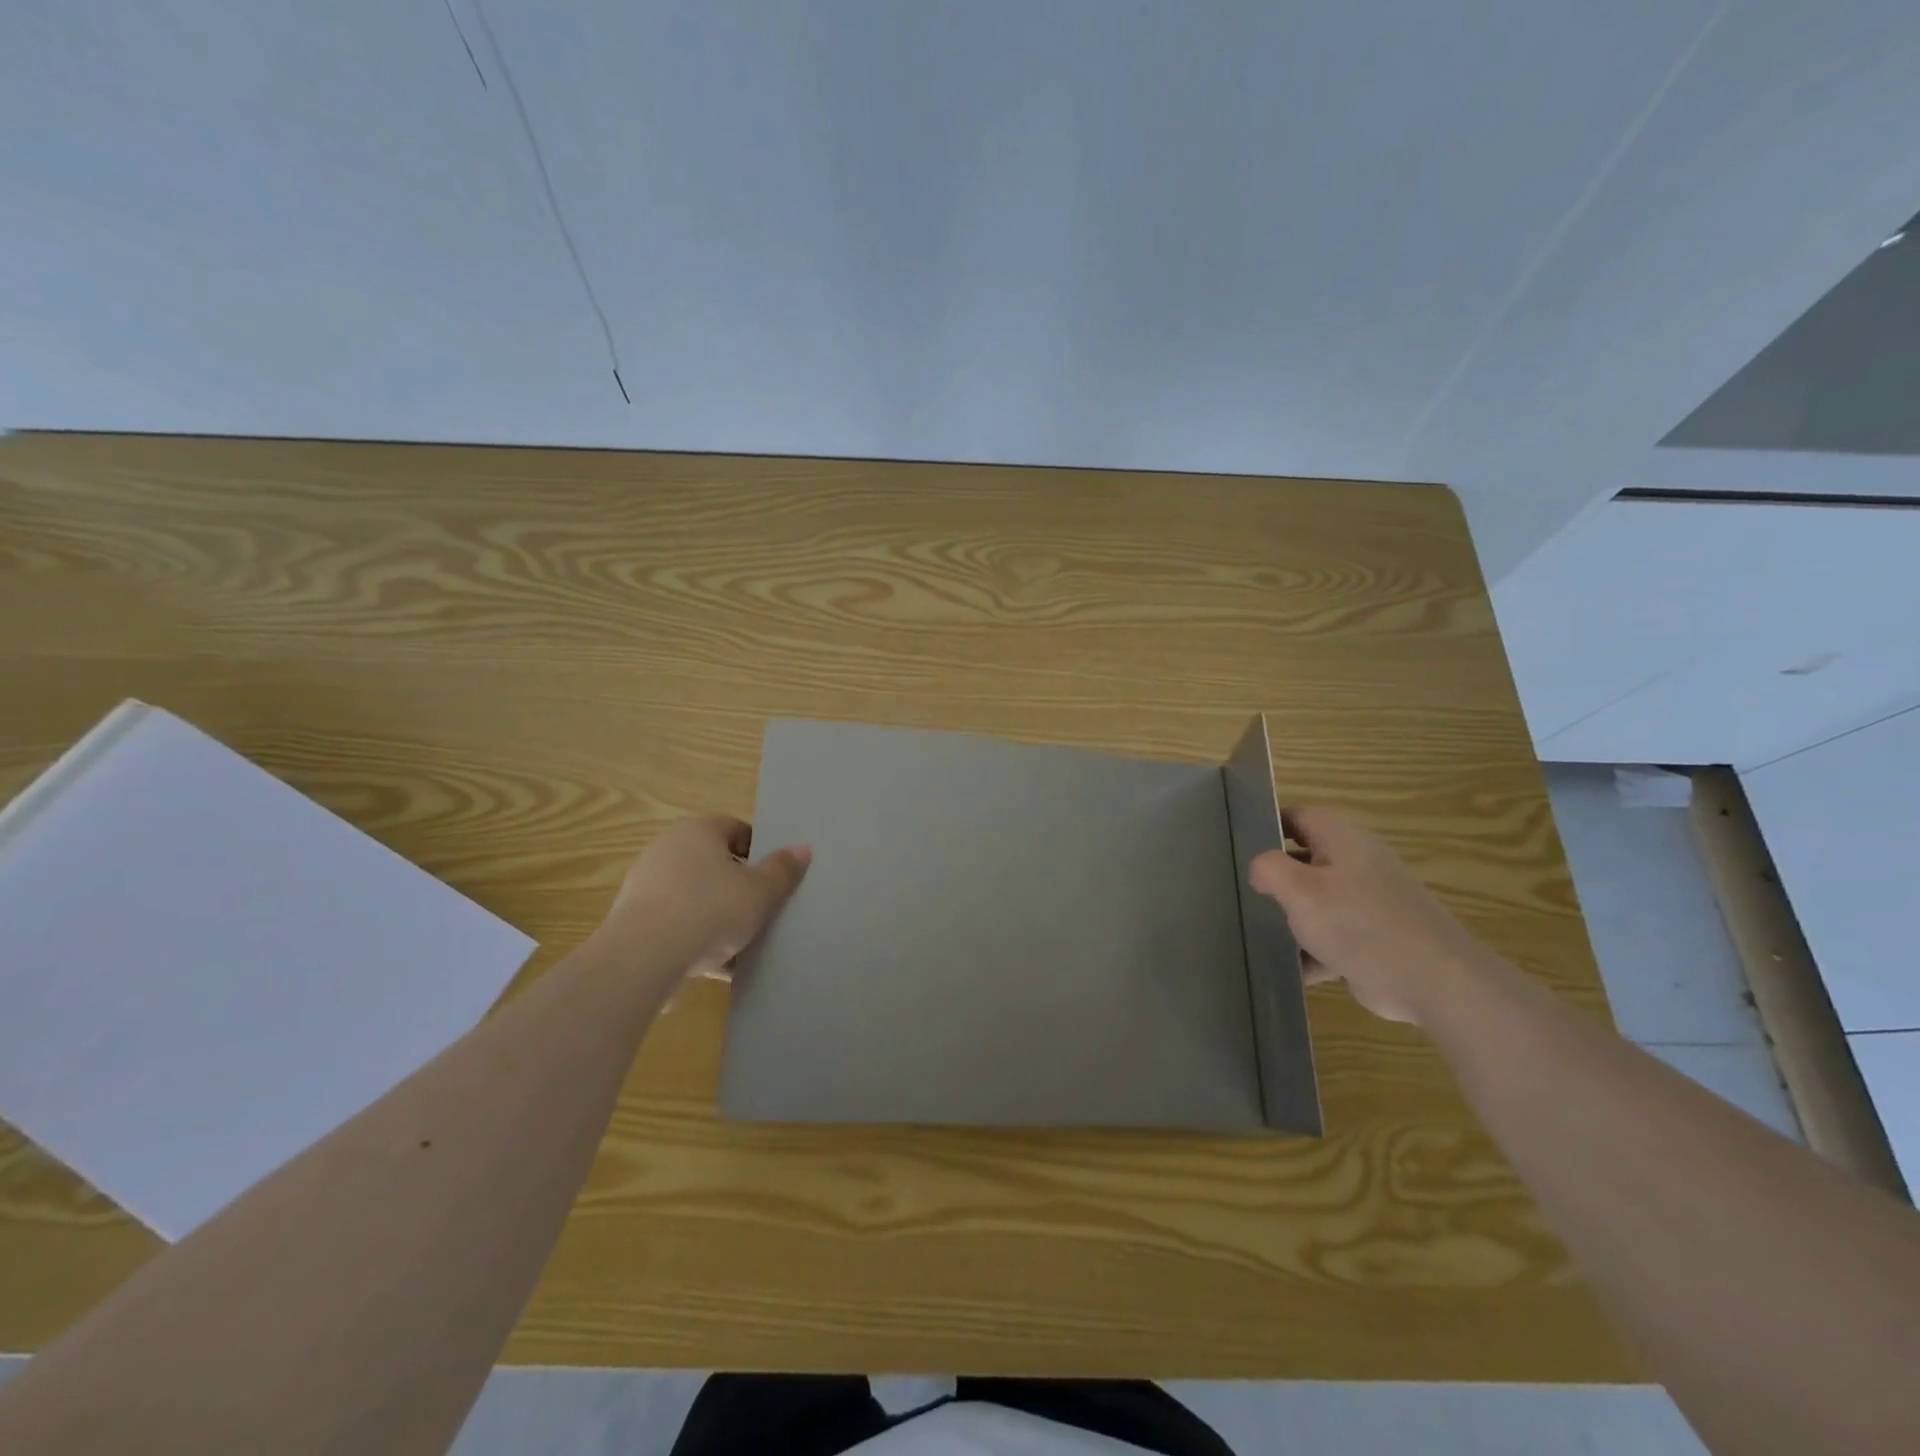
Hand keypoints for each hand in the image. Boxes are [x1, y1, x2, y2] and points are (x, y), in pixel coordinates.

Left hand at [601, 816, 810, 980]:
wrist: (643, 958)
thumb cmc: (710, 910)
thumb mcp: (760, 892)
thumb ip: (783, 870)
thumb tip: (803, 848)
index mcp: (698, 830)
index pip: (737, 830)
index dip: (761, 853)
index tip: (775, 880)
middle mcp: (668, 848)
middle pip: (716, 864)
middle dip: (740, 888)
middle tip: (763, 911)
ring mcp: (647, 884)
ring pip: (696, 897)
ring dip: (719, 917)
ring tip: (744, 945)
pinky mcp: (634, 919)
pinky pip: (677, 924)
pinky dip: (697, 939)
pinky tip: (719, 967)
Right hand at [1248, 807, 1487, 1025]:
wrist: (1433, 982)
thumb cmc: (1359, 923)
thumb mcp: (1300, 890)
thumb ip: (1269, 869)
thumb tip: (1260, 868)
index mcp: (1342, 839)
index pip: (1295, 817)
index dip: (1264, 825)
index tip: (1232, 844)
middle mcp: (1356, 864)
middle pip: (1303, 861)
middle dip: (1272, 877)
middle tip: (1234, 890)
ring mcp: (1367, 903)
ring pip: (1315, 902)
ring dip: (1288, 917)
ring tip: (1249, 930)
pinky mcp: (1372, 940)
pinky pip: (1330, 938)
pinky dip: (1309, 952)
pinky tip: (1283, 969)